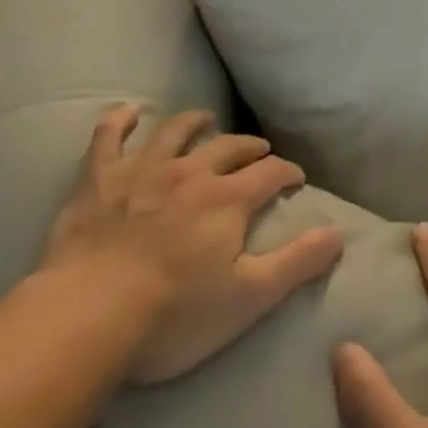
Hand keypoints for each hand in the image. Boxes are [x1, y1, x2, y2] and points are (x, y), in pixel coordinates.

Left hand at [39, 105, 344, 383]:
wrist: (87, 315)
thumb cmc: (173, 315)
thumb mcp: (248, 298)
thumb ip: (297, 263)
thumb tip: (339, 233)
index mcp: (228, 199)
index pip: (270, 173)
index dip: (287, 172)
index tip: (295, 178)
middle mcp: (191, 171)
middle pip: (229, 147)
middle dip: (249, 148)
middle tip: (260, 152)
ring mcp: (142, 169)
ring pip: (175, 131)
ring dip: (195, 122)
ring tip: (207, 120)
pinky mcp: (99, 178)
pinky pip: (109, 136)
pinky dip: (120, 120)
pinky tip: (129, 111)